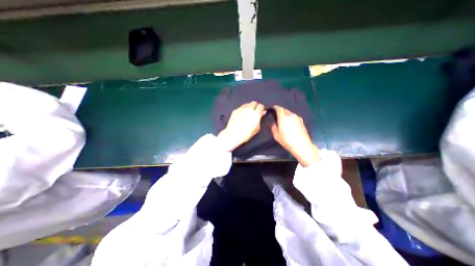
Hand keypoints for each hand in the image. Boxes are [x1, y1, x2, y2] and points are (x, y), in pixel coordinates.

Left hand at [216, 101, 265, 150]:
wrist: (233, 135)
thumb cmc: (246, 133)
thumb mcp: (256, 128)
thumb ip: (260, 119)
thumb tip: (262, 113)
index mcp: (255, 114)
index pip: (261, 106)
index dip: (262, 108)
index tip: (261, 111)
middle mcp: (248, 109)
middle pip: (254, 103)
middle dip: (255, 106)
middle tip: (255, 111)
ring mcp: (241, 109)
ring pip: (247, 104)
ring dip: (249, 107)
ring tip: (248, 113)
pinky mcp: (235, 110)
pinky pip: (241, 107)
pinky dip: (243, 110)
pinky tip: (242, 115)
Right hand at [271, 105, 317, 166]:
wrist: (302, 145)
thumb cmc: (287, 140)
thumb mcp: (276, 135)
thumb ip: (273, 127)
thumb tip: (274, 123)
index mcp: (283, 117)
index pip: (279, 107)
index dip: (275, 106)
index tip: (272, 107)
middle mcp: (291, 115)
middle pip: (285, 108)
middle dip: (280, 110)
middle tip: (276, 114)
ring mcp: (297, 117)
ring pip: (290, 112)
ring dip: (286, 114)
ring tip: (283, 119)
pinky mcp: (301, 121)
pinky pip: (294, 116)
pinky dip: (291, 117)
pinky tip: (290, 123)